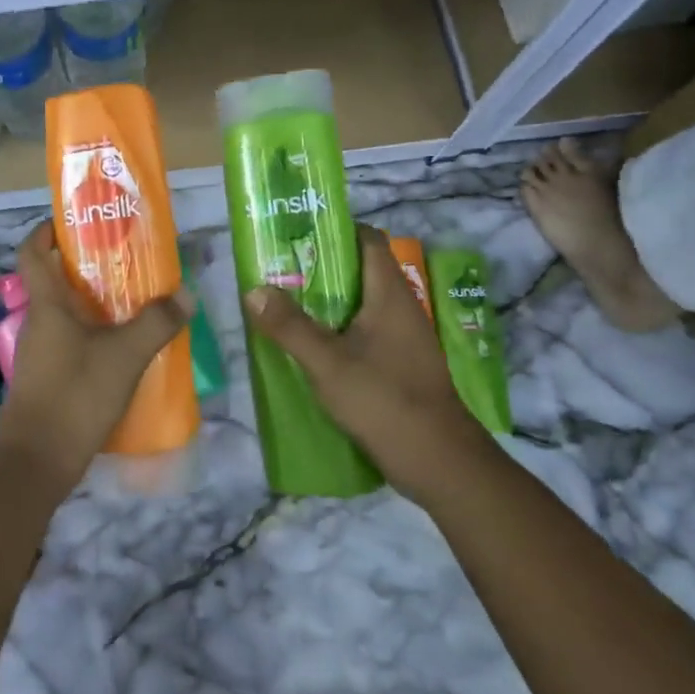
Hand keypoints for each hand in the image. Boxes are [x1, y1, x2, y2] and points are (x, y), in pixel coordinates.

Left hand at [0, 223, 194, 482]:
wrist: (35, 462)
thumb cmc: (74, 395)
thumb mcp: (125, 356)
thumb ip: (156, 323)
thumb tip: (185, 294)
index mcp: (47, 304)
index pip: (31, 252)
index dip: (45, 230)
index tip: (73, 221)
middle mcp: (39, 322)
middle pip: (54, 280)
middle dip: (86, 266)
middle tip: (125, 259)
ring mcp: (41, 352)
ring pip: (66, 313)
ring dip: (94, 302)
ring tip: (135, 300)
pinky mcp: (49, 378)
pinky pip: (72, 341)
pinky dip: (95, 334)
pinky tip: (125, 346)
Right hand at [242, 224, 484, 496]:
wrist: (439, 463)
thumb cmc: (385, 401)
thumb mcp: (328, 363)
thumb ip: (290, 327)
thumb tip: (254, 290)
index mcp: (390, 294)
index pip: (367, 240)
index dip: (335, 230)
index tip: (297, 235)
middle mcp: (400, 308)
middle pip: (360, 271)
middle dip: (320, 268)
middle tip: (279, 272)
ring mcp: (403, 338)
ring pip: (360, 304)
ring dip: (326, 303)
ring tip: (286, 306)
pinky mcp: (400, 365)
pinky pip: (364, 333)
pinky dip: (337, 331)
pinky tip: (311, 347)